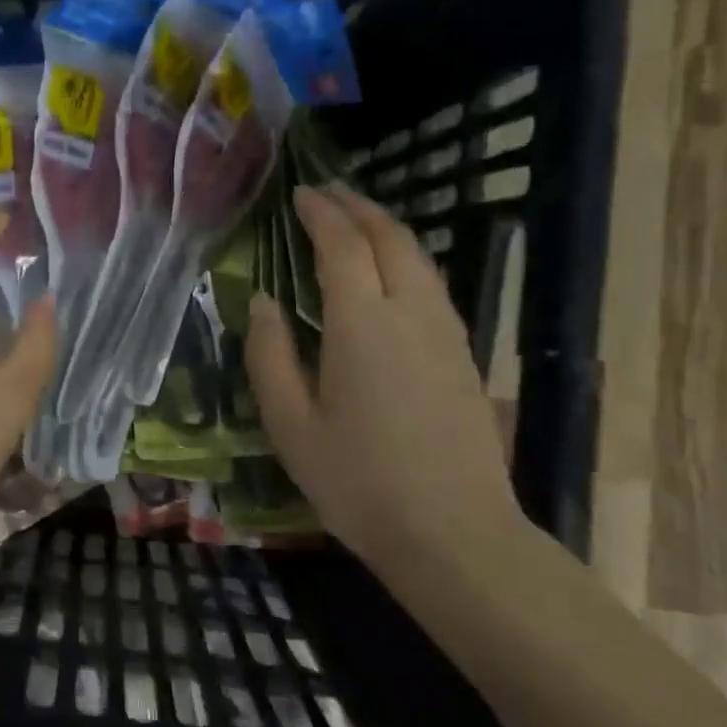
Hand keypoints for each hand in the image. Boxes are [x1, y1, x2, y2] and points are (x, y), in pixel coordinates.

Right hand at [245, 185, 520, 561]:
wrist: (455, 534)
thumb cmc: (358, 481)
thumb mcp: (290, 424)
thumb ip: (270, 355)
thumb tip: (262, 302)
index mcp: (362, 324)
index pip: (342, 245)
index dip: (320, 213)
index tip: (300, 194)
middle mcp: (410, 313)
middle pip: (390, 237)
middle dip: (358, 207)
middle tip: (328, 193)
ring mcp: (446, 332)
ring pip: (419, 258)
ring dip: (386, 229)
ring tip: (356, 222)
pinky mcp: (463, 355)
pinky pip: (432, 285)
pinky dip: (405, 260)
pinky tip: (390, 275)